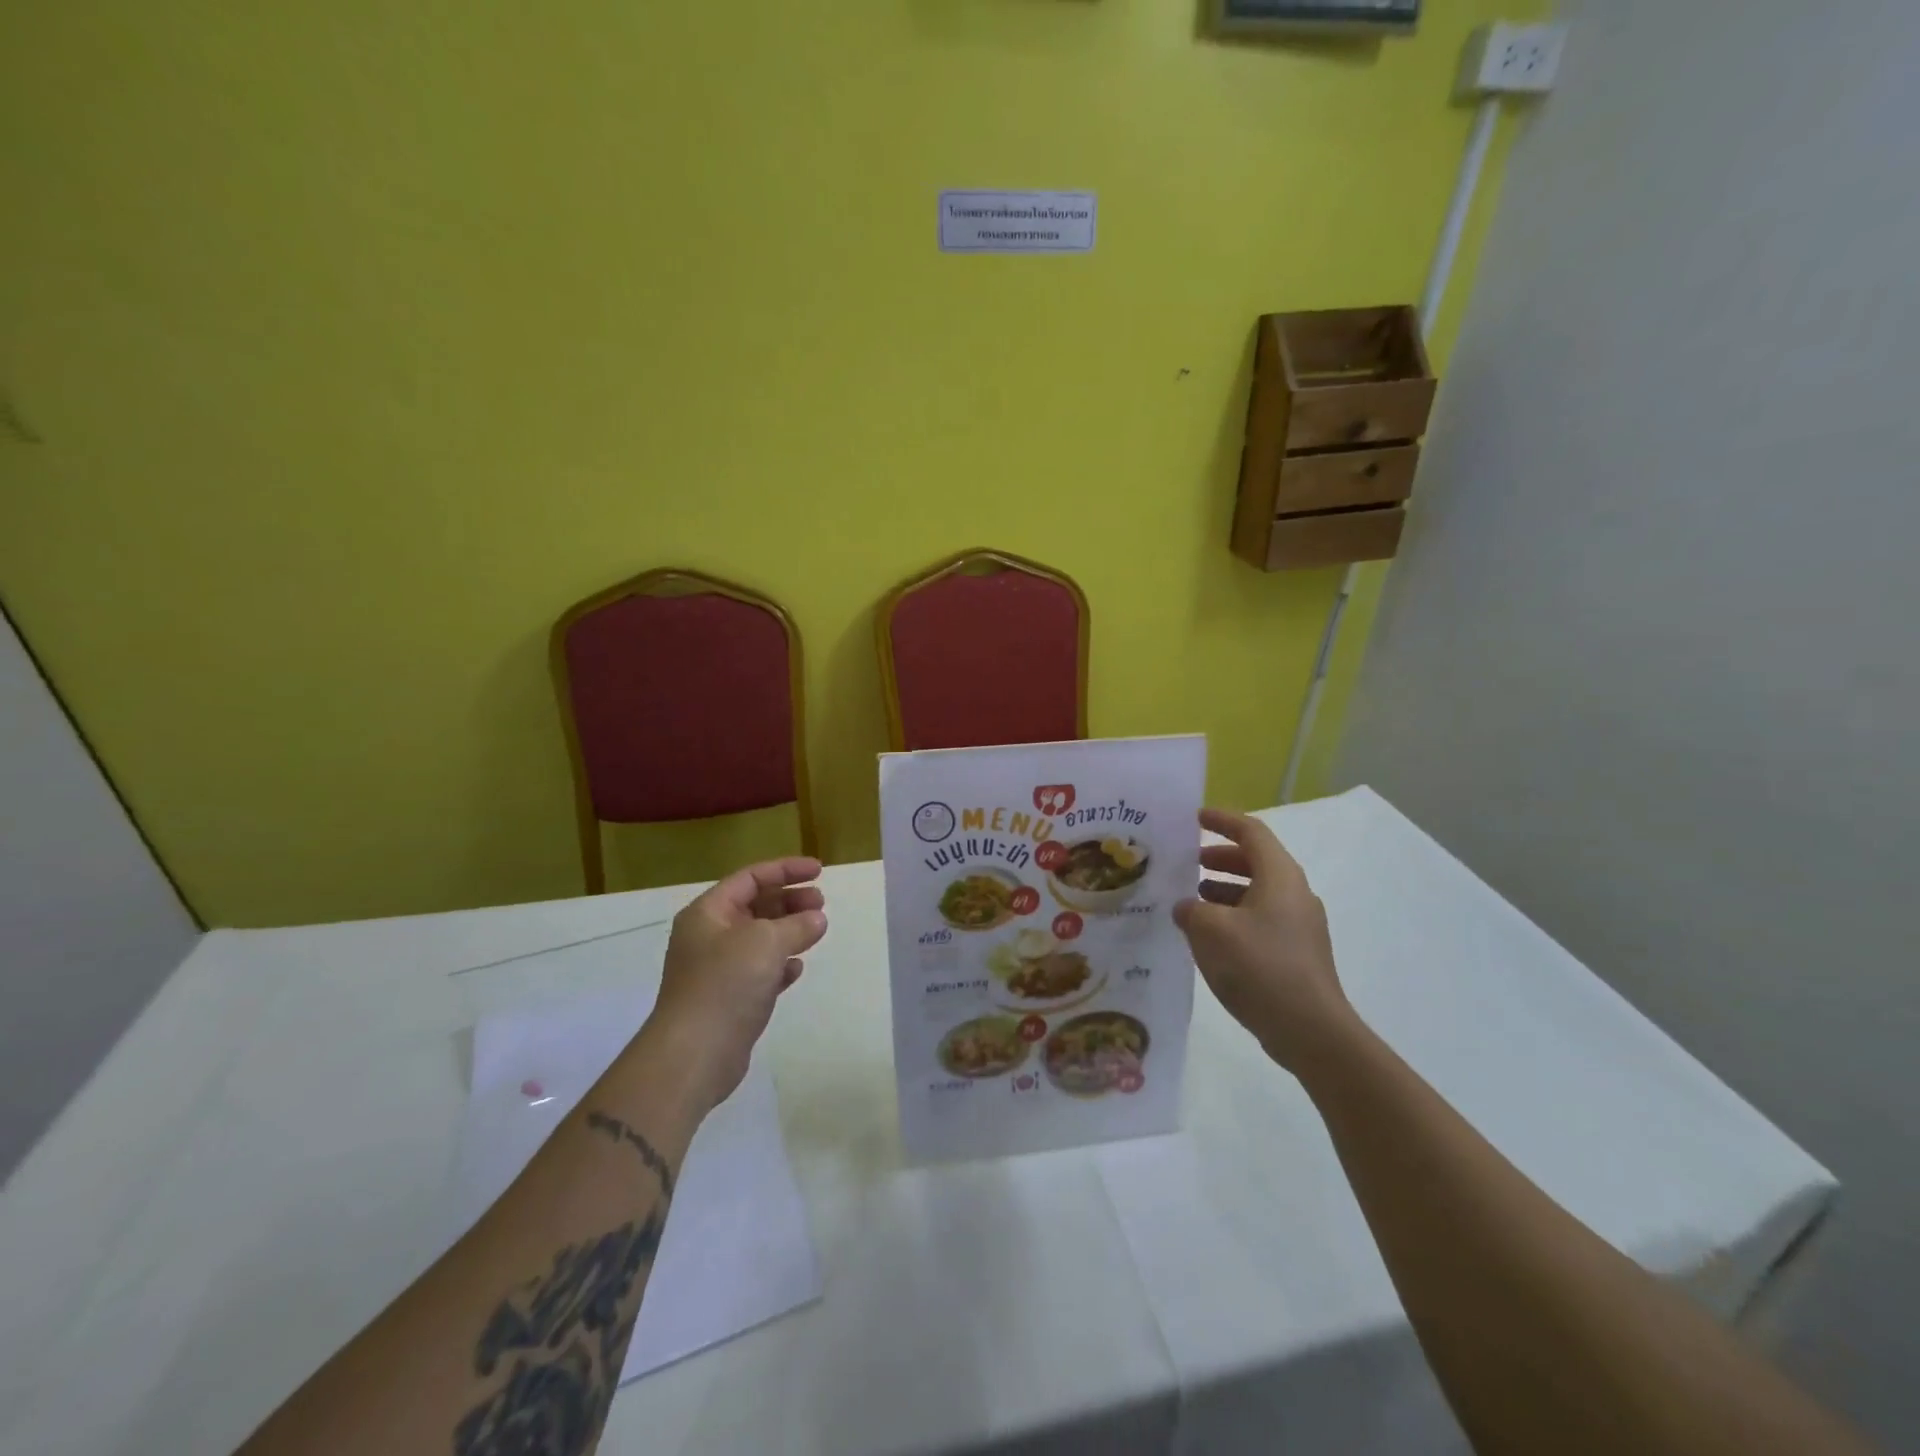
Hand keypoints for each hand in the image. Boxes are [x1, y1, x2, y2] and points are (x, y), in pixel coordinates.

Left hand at [643, 856, 827, 1110]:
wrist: (694, 1054)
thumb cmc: (725, 984)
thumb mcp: (765, 942)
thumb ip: (796, 924)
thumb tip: (816, 918)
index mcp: (708, 913)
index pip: (750, 878)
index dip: (786, 869)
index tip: (820, 871)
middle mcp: (709, 936)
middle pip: (755, 906)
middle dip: (789, 900)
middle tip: (821, 903)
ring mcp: (718, 969)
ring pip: (760, 939)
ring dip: (789, 931)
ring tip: (818, 930)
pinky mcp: (729, 1000)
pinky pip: (760, 971)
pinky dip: (780, 964)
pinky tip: (797, 968)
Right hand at [1173, 809, 1352, 1072]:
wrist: (1311, 1030)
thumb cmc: (1260, 967)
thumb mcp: (1211, 931)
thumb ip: (1190, 910)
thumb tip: (1186, 907)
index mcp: (1279, 876)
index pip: (1251, 832)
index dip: (1222, 820)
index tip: (1194, 818)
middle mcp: (1294, 893)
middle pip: (1256, 861)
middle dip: (1218, 857)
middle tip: (1186, 863)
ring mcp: (1299, 925)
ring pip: (1257, 892)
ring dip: (1223, 890)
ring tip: (1190, 901)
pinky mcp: (1297, 953)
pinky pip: (1260, 919)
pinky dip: (1233, 916)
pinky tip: (1209, 937)